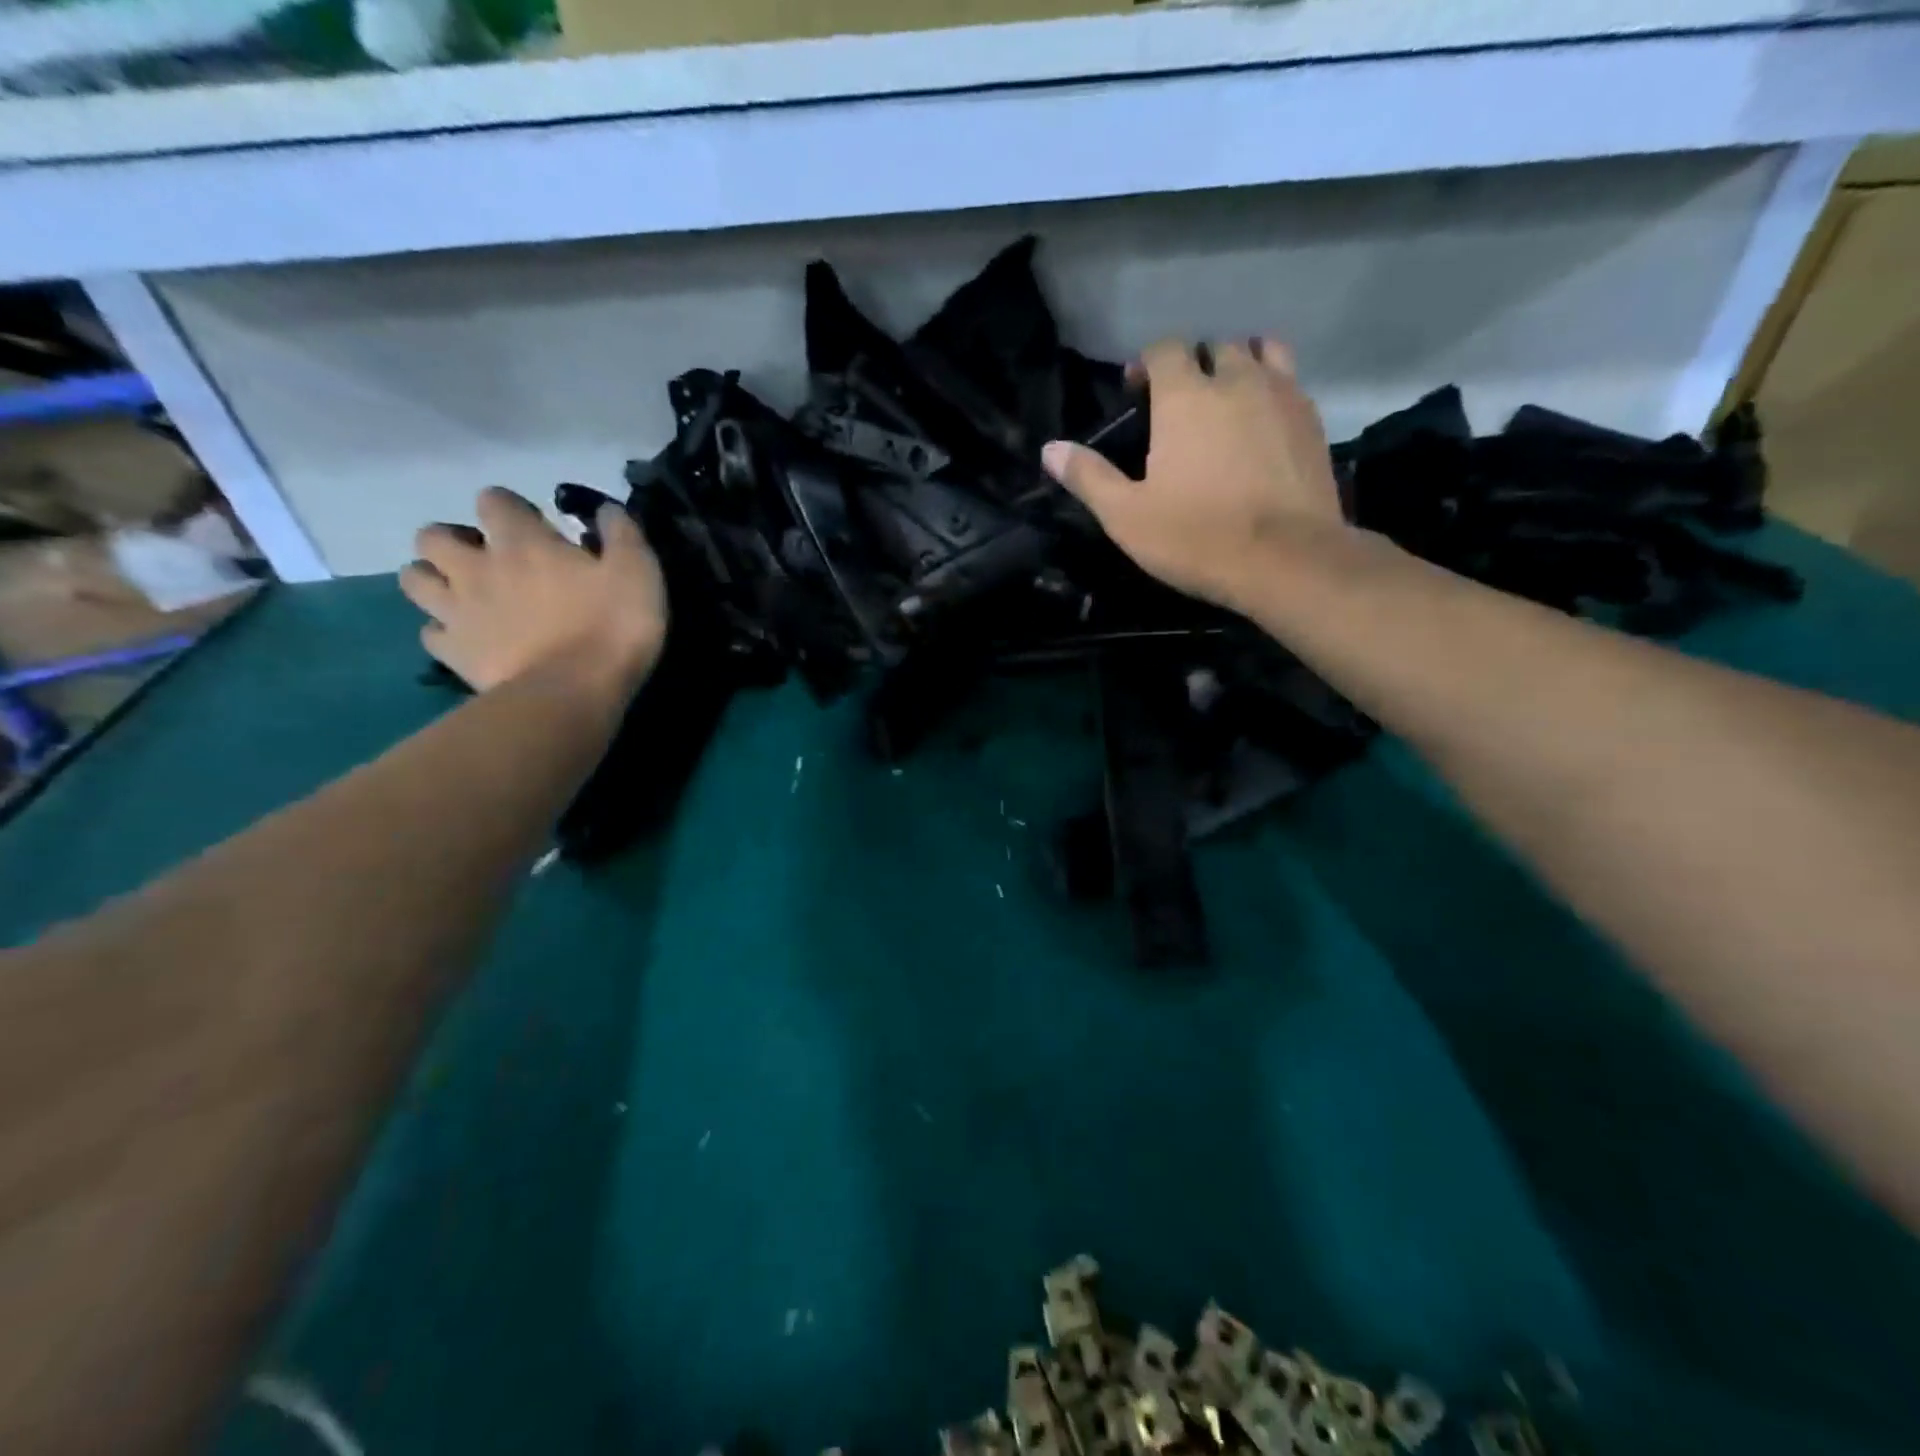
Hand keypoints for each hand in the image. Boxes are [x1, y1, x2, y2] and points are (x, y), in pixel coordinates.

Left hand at [400, 487, 667, 696]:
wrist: (572, 694)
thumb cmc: (611, 628)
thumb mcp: (638, 573)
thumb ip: (621, 534)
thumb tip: (605, 509)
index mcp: (522, 542)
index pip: (494, 500)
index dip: (510, 507)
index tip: (535, 525)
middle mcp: (476, 568)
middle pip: (433, 536)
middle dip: (455, 541)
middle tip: (487, 559)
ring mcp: (457, 611)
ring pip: (415, 578)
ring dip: (435, 579)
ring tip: (465, 593)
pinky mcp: (454, 653)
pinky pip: (431, 632)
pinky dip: (445, 630)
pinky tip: (469, 638)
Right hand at [1041, 338, 1346, 614]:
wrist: (1286, 559)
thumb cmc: (1196, 537)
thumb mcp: (1126, 516)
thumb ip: (1088, 477)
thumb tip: (1049, 449)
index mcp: (1185, 396)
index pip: (1165, 349)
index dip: (1147, 363)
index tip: (1137, 392)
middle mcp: (1236, 380)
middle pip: (1214, 346)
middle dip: (1193, 364)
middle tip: (1179, 402)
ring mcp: (1282, 395)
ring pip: (1261, 352)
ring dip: (1239, 365)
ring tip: (1226, 399)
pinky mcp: (1313, 420)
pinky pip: (1290, 382)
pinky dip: (1272, 388)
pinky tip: (1262, 423)